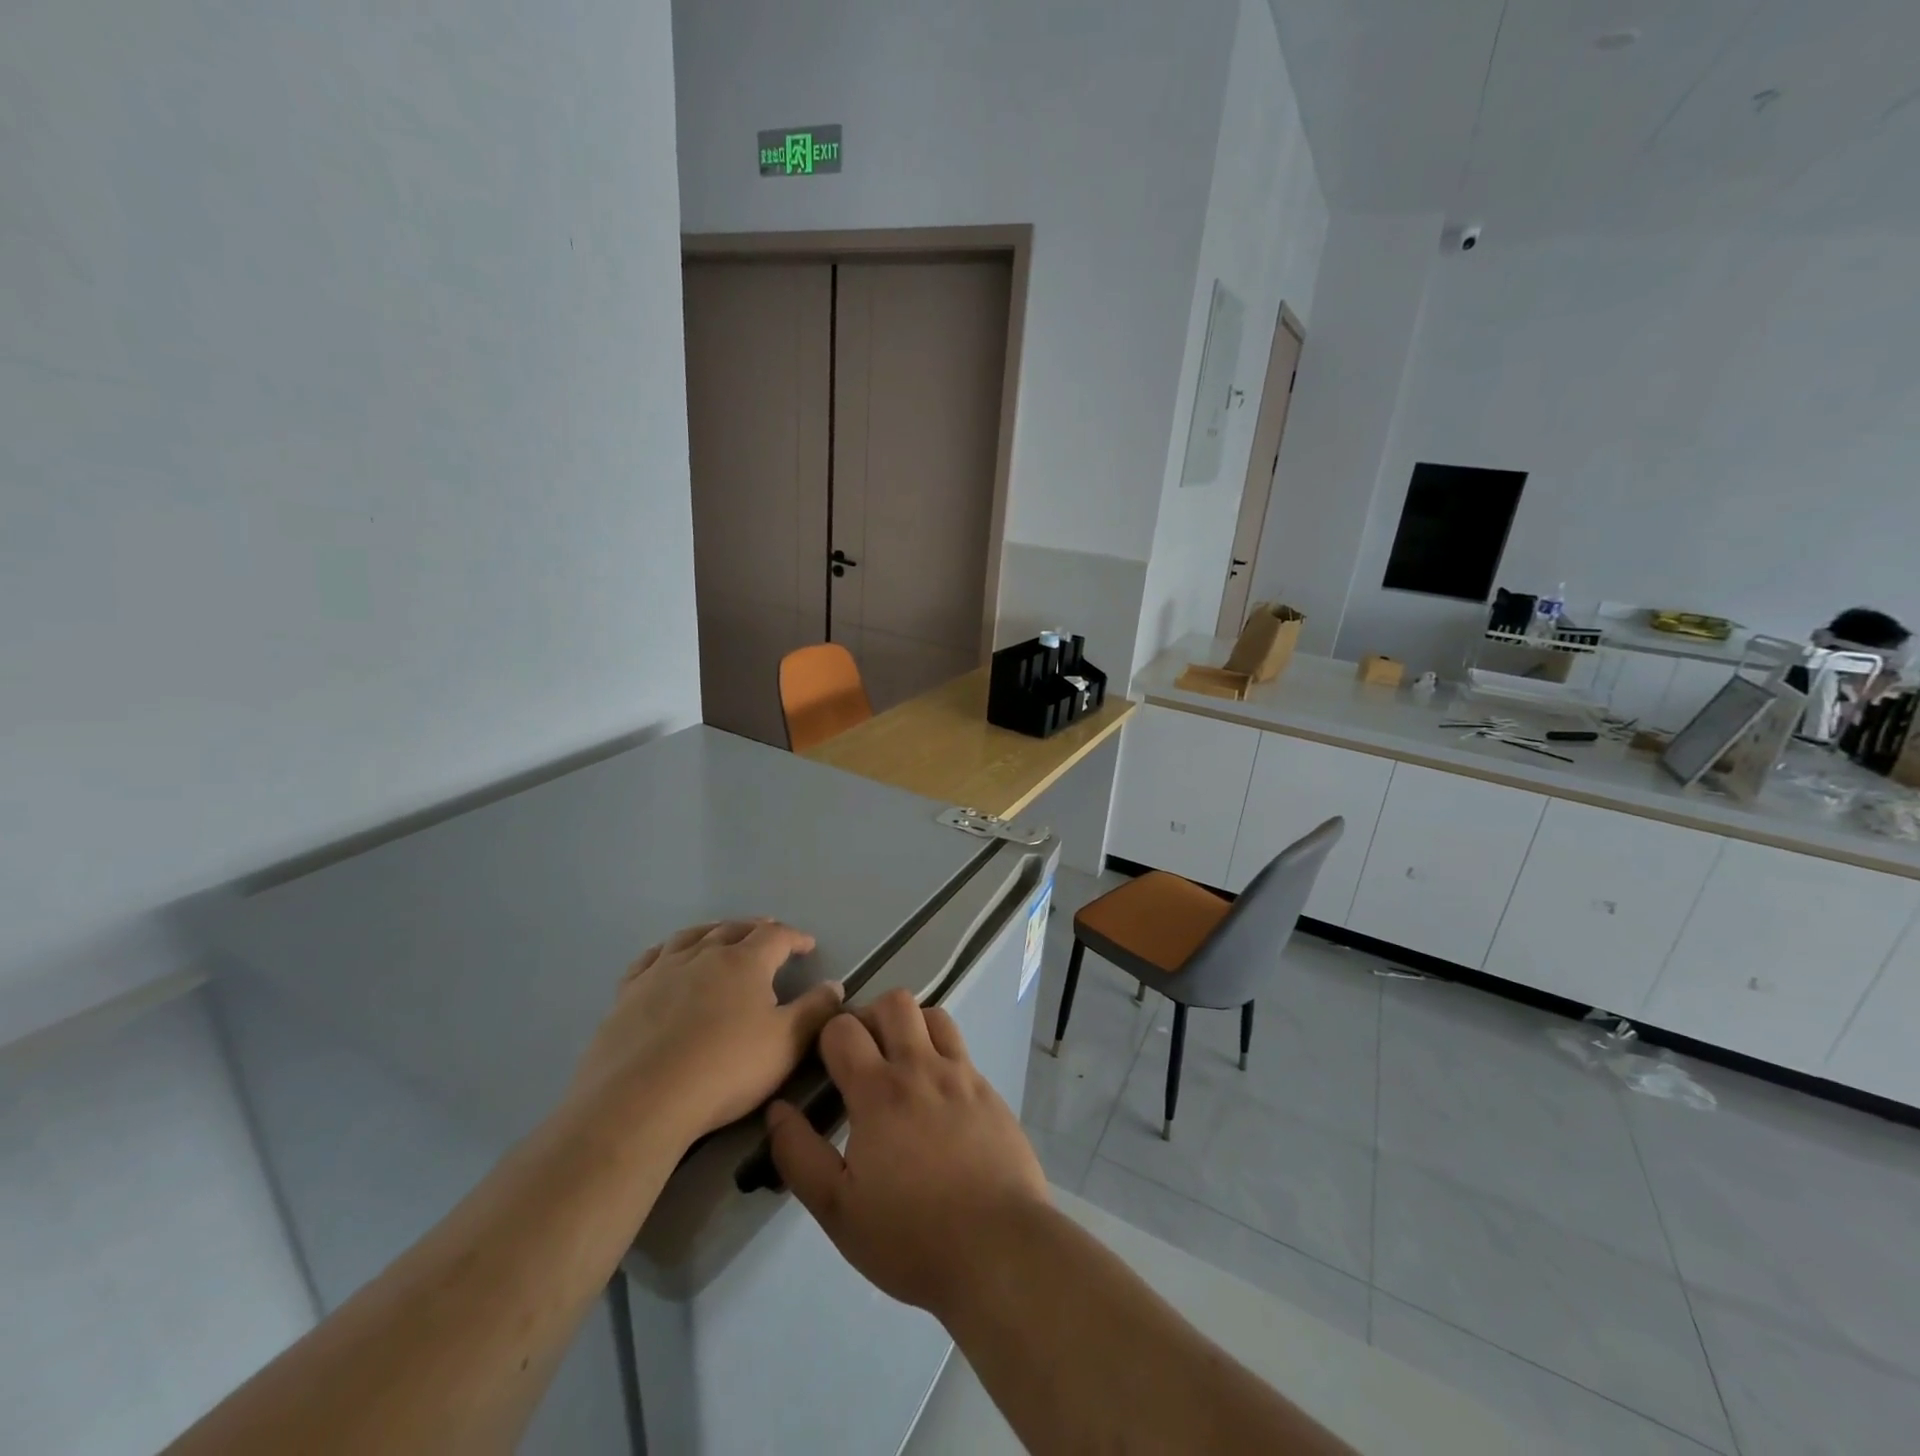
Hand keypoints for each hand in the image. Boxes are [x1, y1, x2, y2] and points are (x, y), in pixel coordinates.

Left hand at [571, 920, 842, 1146]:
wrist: (640, 1101)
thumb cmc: (724, 1070)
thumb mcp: (786, 1044)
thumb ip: (815, 1011)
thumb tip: (834, 985)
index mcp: (745, 961)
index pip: (776, 936)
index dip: (795, 937)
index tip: (808, 945)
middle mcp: (703, 954)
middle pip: (734, 929)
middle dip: (756, 929)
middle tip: (769, 935)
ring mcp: (661, 971)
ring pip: (692, 936)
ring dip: (713, 931)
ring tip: (722, 935)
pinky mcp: (628, 994)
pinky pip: (650, 958)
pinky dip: (667, 950)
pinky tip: (667, 957)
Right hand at [765, 989, 1049, 1318]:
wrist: (999, 1248)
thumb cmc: (911, 1236)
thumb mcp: (837, 1209)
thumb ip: (799, 1154)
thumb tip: (777, 1109)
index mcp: (878, 1092)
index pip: (843, 1029)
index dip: (827, 1037)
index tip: (824, 1065)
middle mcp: (921, 1068)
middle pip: (893, 1003)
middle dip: (870, 1017)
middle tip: (862, 1056)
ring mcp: (962, 1075)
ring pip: (933, 1015)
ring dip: (911, 1027)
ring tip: (901, 1065)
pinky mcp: (989, 1091)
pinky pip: (961, 1050)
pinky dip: (942, 1055)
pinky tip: (937, 1097)